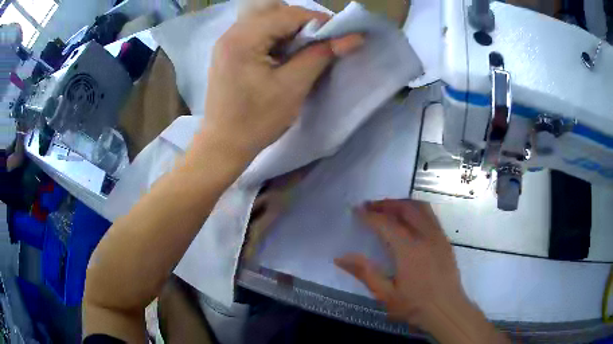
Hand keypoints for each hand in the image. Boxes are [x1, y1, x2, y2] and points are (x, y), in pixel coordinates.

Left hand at [201, 5, 362, 161]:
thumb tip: (352, 38)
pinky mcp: (228, 53)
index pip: (288, 15)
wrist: (223, 146)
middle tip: (324, 43)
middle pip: (276, 14)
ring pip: (267, 23)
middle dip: (304, 26)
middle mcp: (231, 33)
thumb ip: (321, 55)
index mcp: (242, 39)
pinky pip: (257, 35)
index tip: (339, 36)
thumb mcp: (292, 87)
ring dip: (291, 32)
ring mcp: (226, 43)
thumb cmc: (256, 121)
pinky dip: (277, 40)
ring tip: (306, 50)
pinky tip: (285, 56)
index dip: (318, 21)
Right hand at [335, 200, 508, 343]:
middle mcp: (425, 236)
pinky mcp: (445, 240)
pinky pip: (430, 215)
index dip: (369, 215)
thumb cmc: (415, 305)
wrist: (447, 309)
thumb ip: (364, 272)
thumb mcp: (385, 294)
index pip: (386, 223)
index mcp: (409, 249)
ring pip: (421, 207)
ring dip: (402, 203)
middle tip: (370, 206)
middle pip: (405, 207)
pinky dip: (415, 210)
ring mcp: (438, 236)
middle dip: (386, 204)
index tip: (356, 210)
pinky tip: (409, 221)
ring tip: (388, 209)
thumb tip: (340, 257)